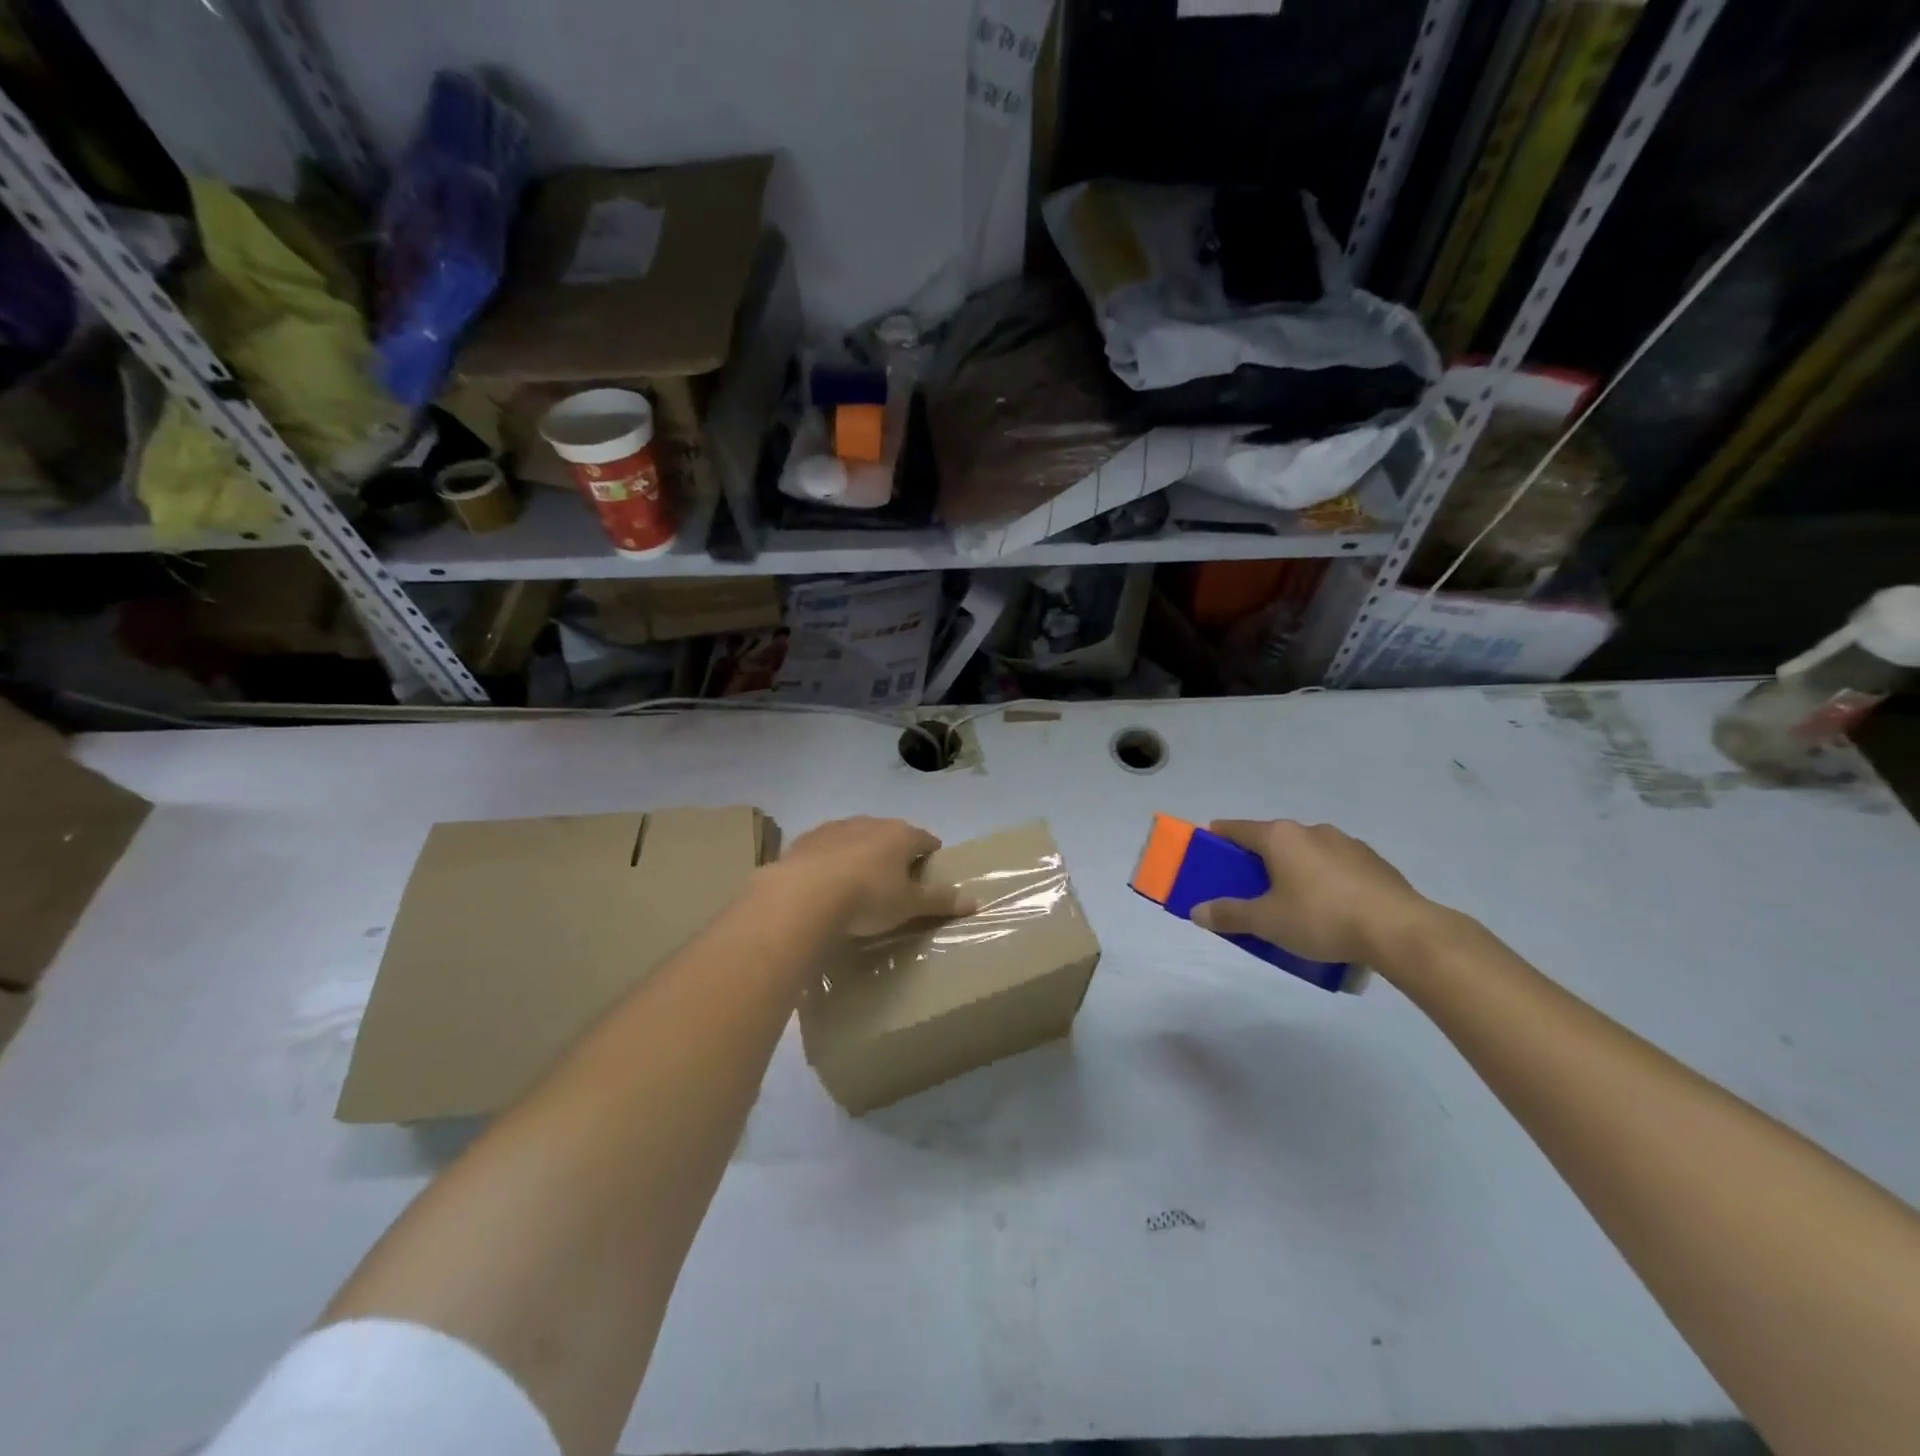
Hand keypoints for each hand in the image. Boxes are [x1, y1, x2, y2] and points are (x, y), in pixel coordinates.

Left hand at [776, 816, 974, 937]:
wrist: (804, 894)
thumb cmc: (868, 898)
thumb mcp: (909, 906)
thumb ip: (940, 902)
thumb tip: (976, 901)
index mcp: (901, 835)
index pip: (925, 839)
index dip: (930, 853)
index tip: (930, 869)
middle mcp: (871, 822)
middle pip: (890, 834)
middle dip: (894, 852)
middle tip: (894, 880)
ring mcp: (836, 827)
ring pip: (856, 836)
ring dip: (860, 852)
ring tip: (858, 881)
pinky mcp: (807, 839)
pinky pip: (826, 847)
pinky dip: (830, 859)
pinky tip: (825, 881)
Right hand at [1191, 820, 1433, 964]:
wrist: (1400, 930)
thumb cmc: (1321, 918)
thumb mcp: (1267, 922)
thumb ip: (1230, 915)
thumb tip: (1197, 911)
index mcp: (1280, 837)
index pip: (1237, 829)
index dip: (1218, 837)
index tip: (1208, 847)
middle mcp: (1311, 831)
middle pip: (1273, 840)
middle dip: (1258, 860)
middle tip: (1248, 887)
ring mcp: (1346, 843)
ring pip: (1307, 852)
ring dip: (1294, 870)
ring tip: (1292, 903)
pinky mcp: (1374, 862)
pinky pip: (1335, 866)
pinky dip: (1324, 880)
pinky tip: (1330, 909)